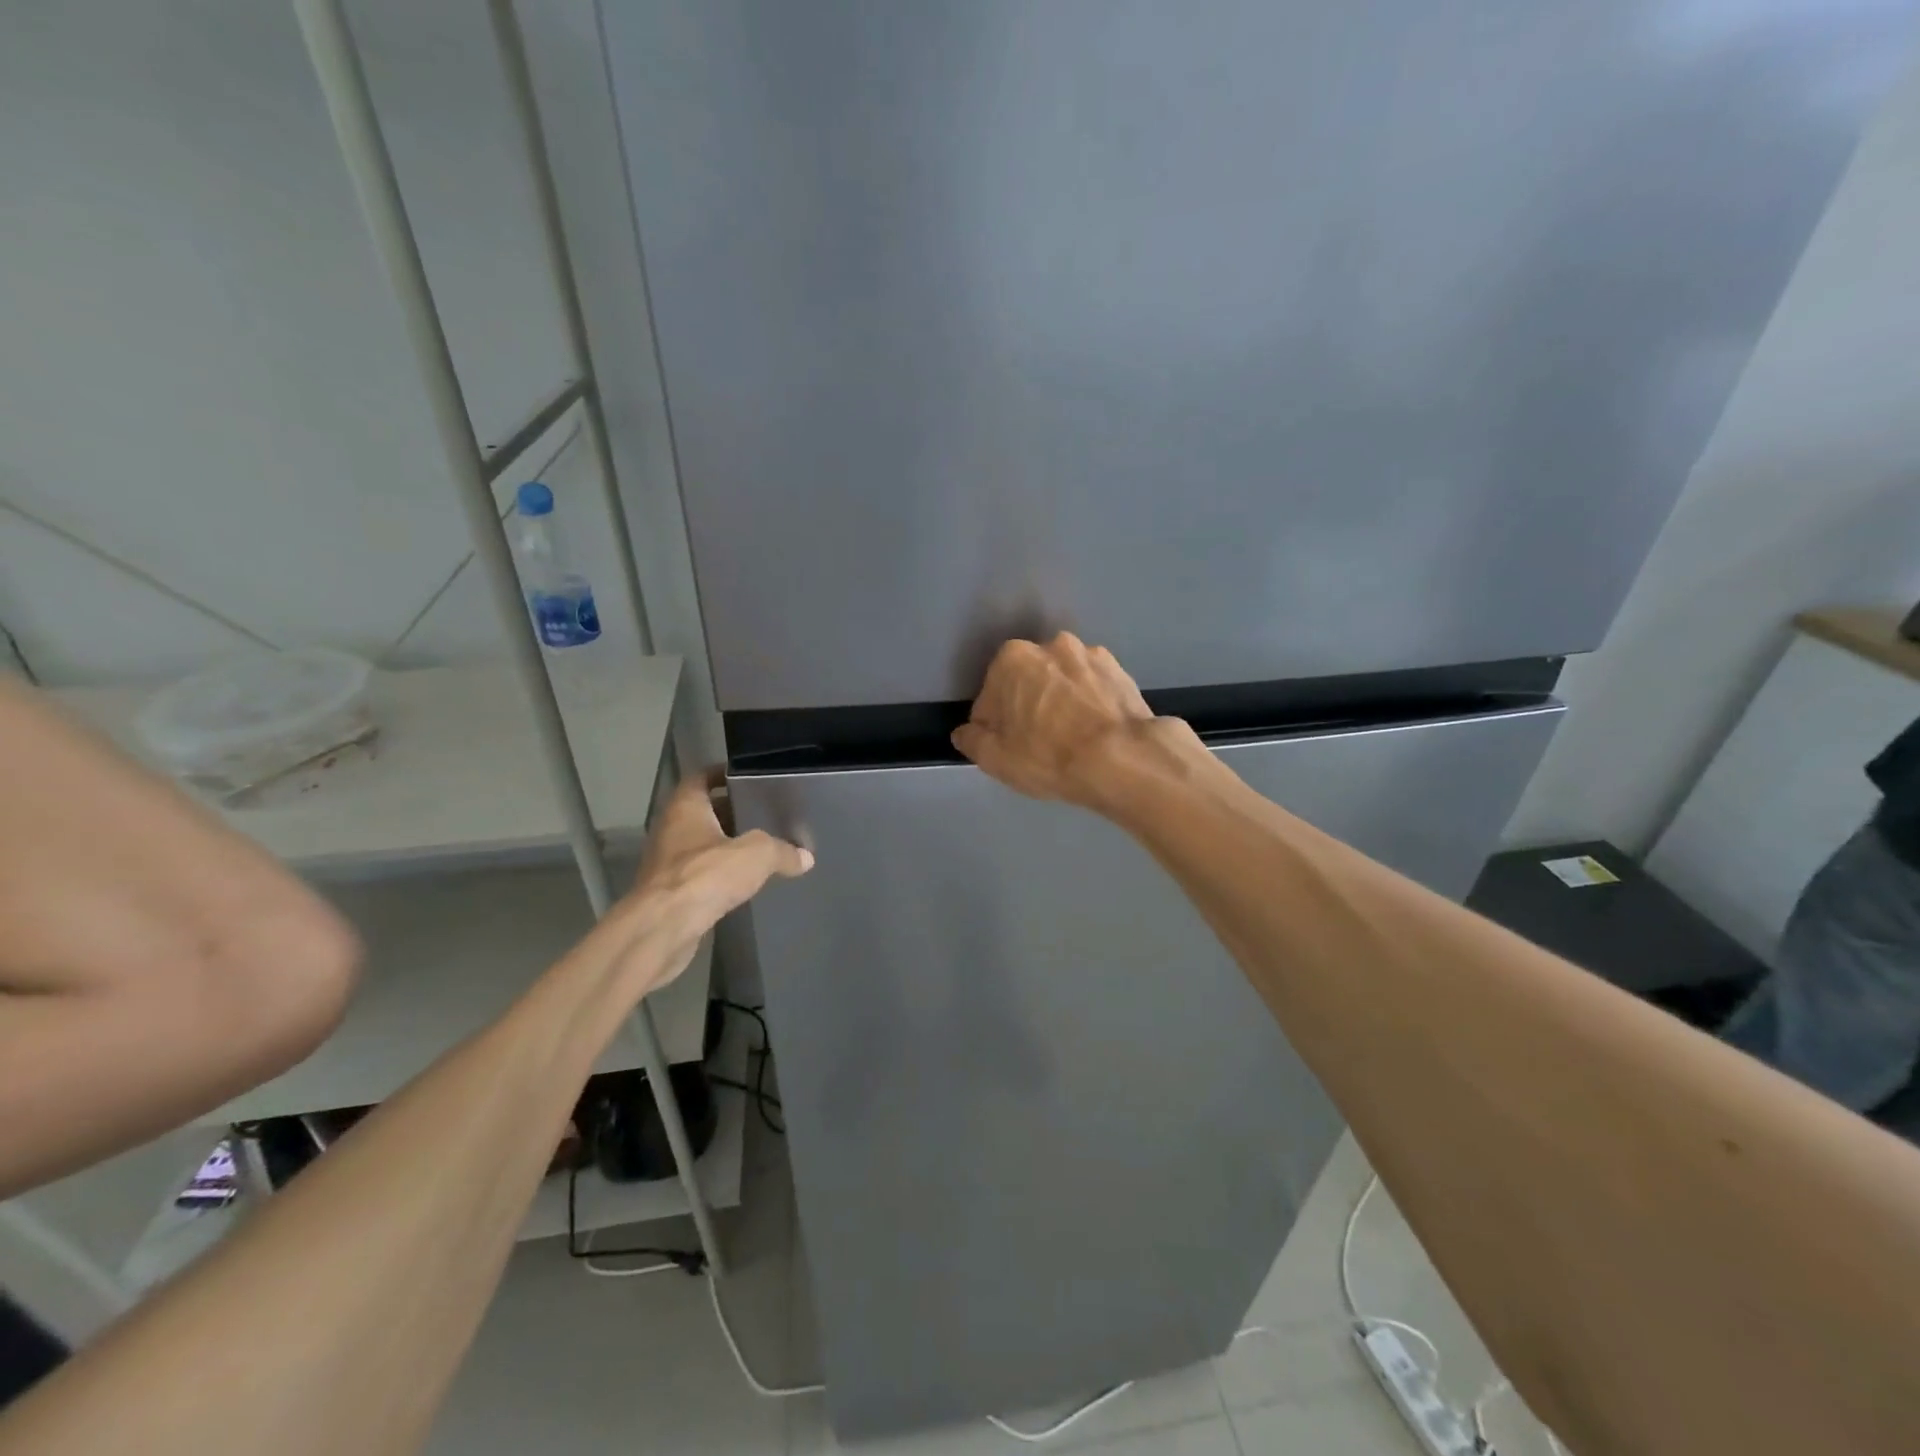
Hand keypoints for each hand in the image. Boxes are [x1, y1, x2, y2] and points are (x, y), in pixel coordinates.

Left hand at [611, 772, 811, 990]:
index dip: (723, 774)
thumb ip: (782, 851)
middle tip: (764, 814)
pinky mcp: (669, 893)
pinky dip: (718, 875)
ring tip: (759, 849)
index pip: (701, 778)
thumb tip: (805, 858)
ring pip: (701, 845)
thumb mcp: (756, 855)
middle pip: (703, 812)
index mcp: (685, 808)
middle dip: (731, 812)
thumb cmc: (705, 875)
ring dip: (724, 846)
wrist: (663, 929)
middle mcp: (670, 829)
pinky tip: (742, 883)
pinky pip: (699, 875)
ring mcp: (666, 863)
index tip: (749, 778)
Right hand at [952, 633, 1154, 808]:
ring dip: (1061, 700)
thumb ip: (972, 740)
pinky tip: (1096, 732)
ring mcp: (1091, 655)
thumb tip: (966, 732)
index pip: (989, 695)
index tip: (1006, 746)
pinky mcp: (1122, 671)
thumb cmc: (1049, 756)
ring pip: (1063, 681)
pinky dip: (1091, 703)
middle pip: (1028, 680)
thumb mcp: (995, 759)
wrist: (1123, 759)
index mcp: (1012, 659)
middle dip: (1028, 705)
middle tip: (1038, 743)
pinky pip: (1094, 688)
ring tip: (1071, 738)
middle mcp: (1051, 645)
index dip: (994, 724)